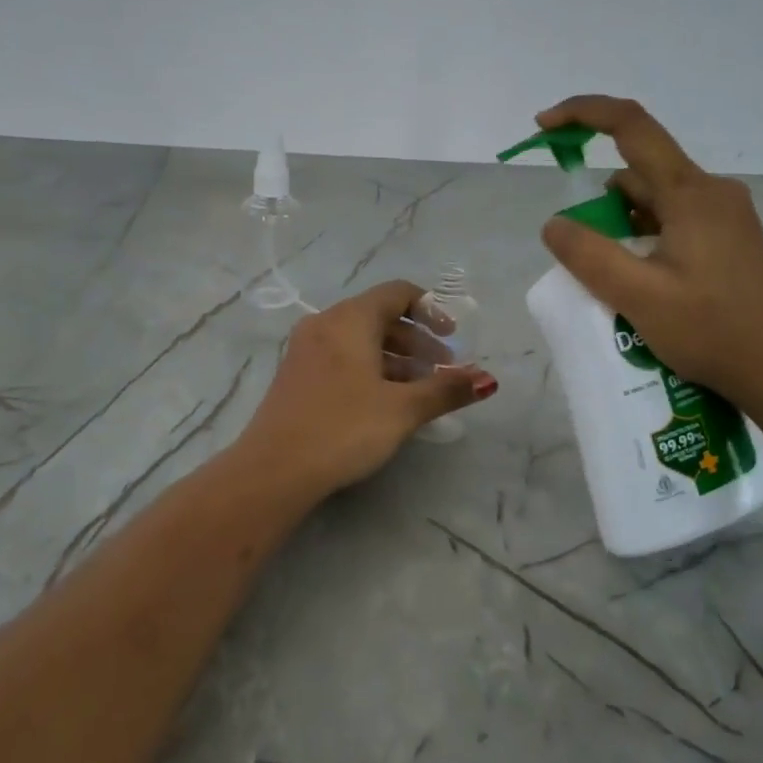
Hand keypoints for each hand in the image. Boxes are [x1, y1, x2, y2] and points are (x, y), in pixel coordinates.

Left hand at [237, 281, 497, 497]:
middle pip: (380, 316)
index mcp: (350, 319)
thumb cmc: (344, 428)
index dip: (431, 310)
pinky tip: (385, 400)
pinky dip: (370, 368)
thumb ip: (446, 390)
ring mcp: (306, 348)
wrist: (274, 469)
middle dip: (417, 341)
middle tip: (444, 370)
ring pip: (361, 339)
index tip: (453, 338)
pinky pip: (342, 356)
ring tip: (421, 390)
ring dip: (396, 358)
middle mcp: (326, 323)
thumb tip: (488, 379)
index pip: (397, 293)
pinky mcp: (297, 374)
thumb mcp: (402, 409)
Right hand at [535, 95, 762, 420]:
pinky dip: (642, 236)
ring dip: (620, 223)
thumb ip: (589, 255)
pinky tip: (638, 280)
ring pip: (654, 199)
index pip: (631, 125)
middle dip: (599, 199)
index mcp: (691, 193)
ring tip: (611, 279)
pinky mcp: (728, 239)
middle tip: (580, 251)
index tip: (544, 126)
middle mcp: (710, 192)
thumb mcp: (639, 297)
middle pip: (639, 169)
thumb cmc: (714, 332)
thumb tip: (554, 224)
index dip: (583, 113)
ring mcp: (724, 216)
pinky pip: (672, 220)